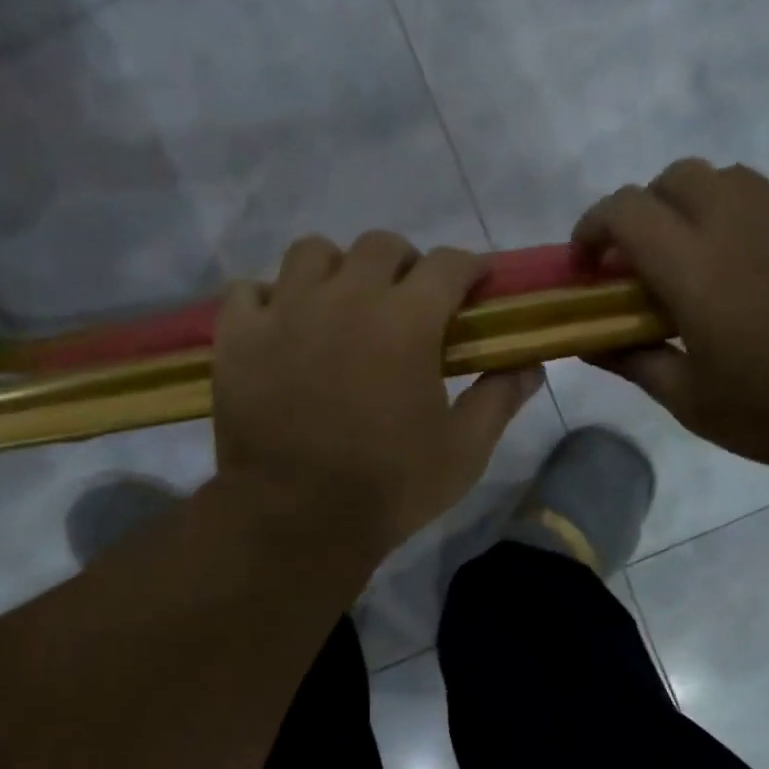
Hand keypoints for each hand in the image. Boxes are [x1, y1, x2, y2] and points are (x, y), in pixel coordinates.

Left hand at [211, 230, 544, 560]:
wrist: (296, 521)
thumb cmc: (388, 488)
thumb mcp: (463, 452)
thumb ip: (499, 399)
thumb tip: (531, 365)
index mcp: (407, 320)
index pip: (449, 264)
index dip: (470, 268)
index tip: (476, 285)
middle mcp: (345, 296)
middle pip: (381, 246)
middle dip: (406, 265)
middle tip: (408, 304)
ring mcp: (284, 310)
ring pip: (312, 253)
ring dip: (337, 271)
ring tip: (342, 308)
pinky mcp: (237, 336)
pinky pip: (250, 290)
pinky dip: (270, 299)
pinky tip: (284, 329)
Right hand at [573, 158, 768, 470]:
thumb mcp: (689, 400)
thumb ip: (634, 361)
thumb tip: (591, 343)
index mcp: (695, 267)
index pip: (628, 210)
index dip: (592, 227)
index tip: (584, 265)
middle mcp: (736, 227)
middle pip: (675, 177)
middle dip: (640, 209)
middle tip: (633, 261)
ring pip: (722, 177)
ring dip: (686, 204)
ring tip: (680, 259)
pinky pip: (757, 200)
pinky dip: (725, 218)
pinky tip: (727, 273)